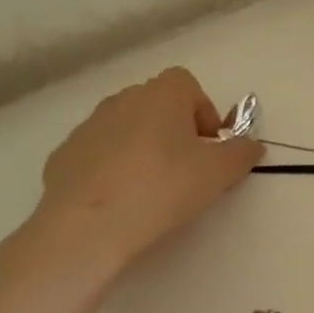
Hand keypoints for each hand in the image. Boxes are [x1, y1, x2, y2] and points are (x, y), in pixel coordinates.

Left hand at [23, 67, 263, 277]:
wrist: (86, 227)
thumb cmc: (162, 187)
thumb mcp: (219, 173)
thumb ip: (241, 154)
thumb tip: (252, 146)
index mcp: (162, 94)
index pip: (187, 85)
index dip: (202, 111)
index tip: (209, 146)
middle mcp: (123, 100)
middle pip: (156, 105)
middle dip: (173, 130)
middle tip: (185, 168)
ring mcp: (87, 127)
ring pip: (125, 129)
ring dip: (140, 148)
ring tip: (149, 188)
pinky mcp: (62, 157)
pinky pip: (97, 155)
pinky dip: (109, 169)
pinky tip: (117, 202)